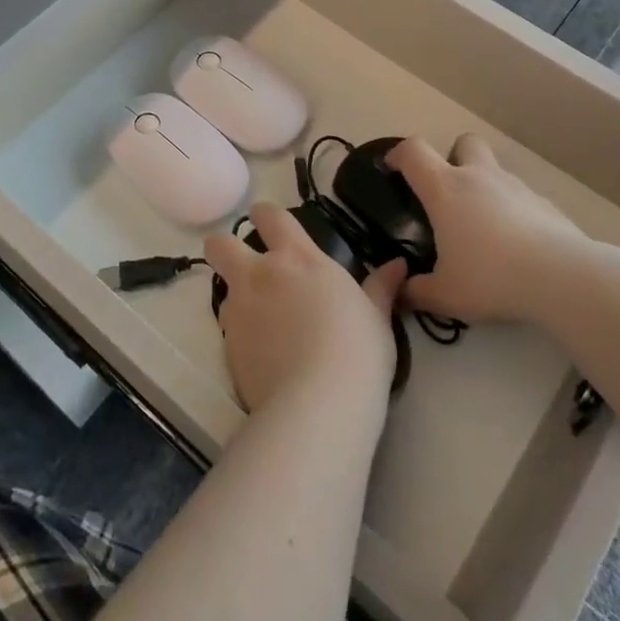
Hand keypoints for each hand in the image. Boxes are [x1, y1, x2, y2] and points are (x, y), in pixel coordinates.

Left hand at [204, 203, 405, 413]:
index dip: (265, 215)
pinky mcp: (226, 346)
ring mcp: (239, 309)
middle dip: (226, 248)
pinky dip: (241, 334)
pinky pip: (228, 328)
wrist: (318, 405)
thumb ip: (380, 288)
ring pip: (222, 288)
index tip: (268, 223)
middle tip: (245, 265)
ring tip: (263, 322)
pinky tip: (263, 354)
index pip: (270, 216)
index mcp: (298, 258)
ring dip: (238, 296)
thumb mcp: (376, 318)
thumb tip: (398, 265)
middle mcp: (260, 274)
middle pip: (220, 244)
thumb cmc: (357, 352)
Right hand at [388, 135, 588, 325]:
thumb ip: (415, 292)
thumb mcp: (444, 295)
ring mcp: (517, 187)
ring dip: (485, 188)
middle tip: (449, 193)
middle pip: (464, 142)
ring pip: (496, 170)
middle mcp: (480, 177)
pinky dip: (514, 212)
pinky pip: (522, 198)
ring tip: (485, 230)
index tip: (393, 169)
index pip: (414, 151)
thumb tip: (399, 292)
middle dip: (454, 157)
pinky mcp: (546, 204)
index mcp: (446, 189)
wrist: (562, 278)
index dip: (399, 154)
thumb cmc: (491, 277)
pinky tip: (518, 246)